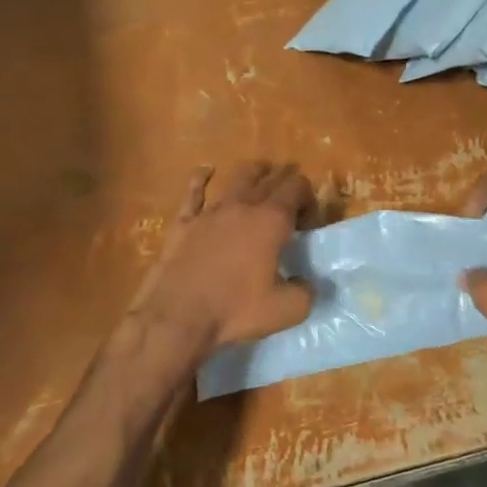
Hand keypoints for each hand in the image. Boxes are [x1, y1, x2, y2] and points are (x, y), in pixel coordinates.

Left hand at [126, 163, 313, 365]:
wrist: (178, 315)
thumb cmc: (236, 310)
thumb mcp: (287, 309)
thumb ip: (306, 292)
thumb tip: (307, 283)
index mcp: (272, 220)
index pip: (297, 188)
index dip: (308, 197)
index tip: (308, 221)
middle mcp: (243, 206)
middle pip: (270, 178)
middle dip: (285, 180)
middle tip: (291, 196)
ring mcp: (211, 210)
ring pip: (237, 178)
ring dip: (254, 173)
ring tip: (262, 174)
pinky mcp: (185, 221)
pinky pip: (194, 191)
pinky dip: (202, 177)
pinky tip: (206, 171)